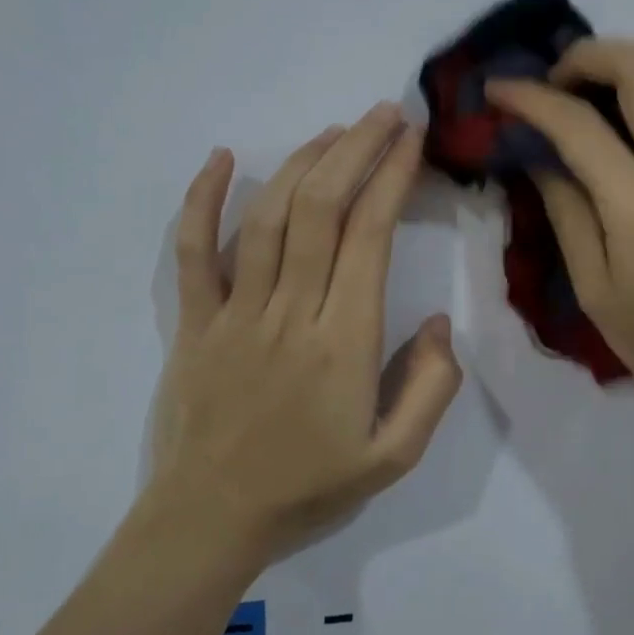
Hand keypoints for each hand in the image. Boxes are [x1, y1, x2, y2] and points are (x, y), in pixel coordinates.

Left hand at [145, 104, 463, 561]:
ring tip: (334, 131)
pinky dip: (203, 200)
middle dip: (356, 150)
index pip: (370, 237)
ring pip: (268, 218)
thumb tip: (440, 322)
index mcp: (344, 342)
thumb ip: (430, 389)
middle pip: (321, 210)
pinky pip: (193, 252)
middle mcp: (290, 313)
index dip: (392, 178)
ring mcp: (235, 313)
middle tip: (383, 113)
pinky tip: (223, 157)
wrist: (211, 521)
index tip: (411, 140)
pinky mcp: (193, 321)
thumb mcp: (393, 458)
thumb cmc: (308, 488)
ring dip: (302, 163)